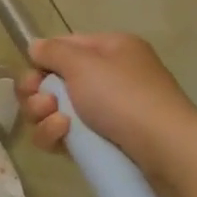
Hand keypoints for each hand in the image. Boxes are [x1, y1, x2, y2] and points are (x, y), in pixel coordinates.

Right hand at [18, 33, 196, 167]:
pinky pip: (64, 134)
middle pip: (53, 81)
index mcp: (110, 50)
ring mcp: (103, 111)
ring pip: (53, 110)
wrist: (163, 149)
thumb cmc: (123, 96)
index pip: (64, 48)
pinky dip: (56, 134)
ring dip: (44, 115)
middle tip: (43, 103)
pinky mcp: (98, 141)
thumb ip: (53, 52)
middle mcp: (107, 77)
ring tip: (59, 122)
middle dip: (38, 93)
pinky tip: (64, 136)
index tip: (33, 77)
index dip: (42, 61)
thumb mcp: (83, 64)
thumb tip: (35, 47)